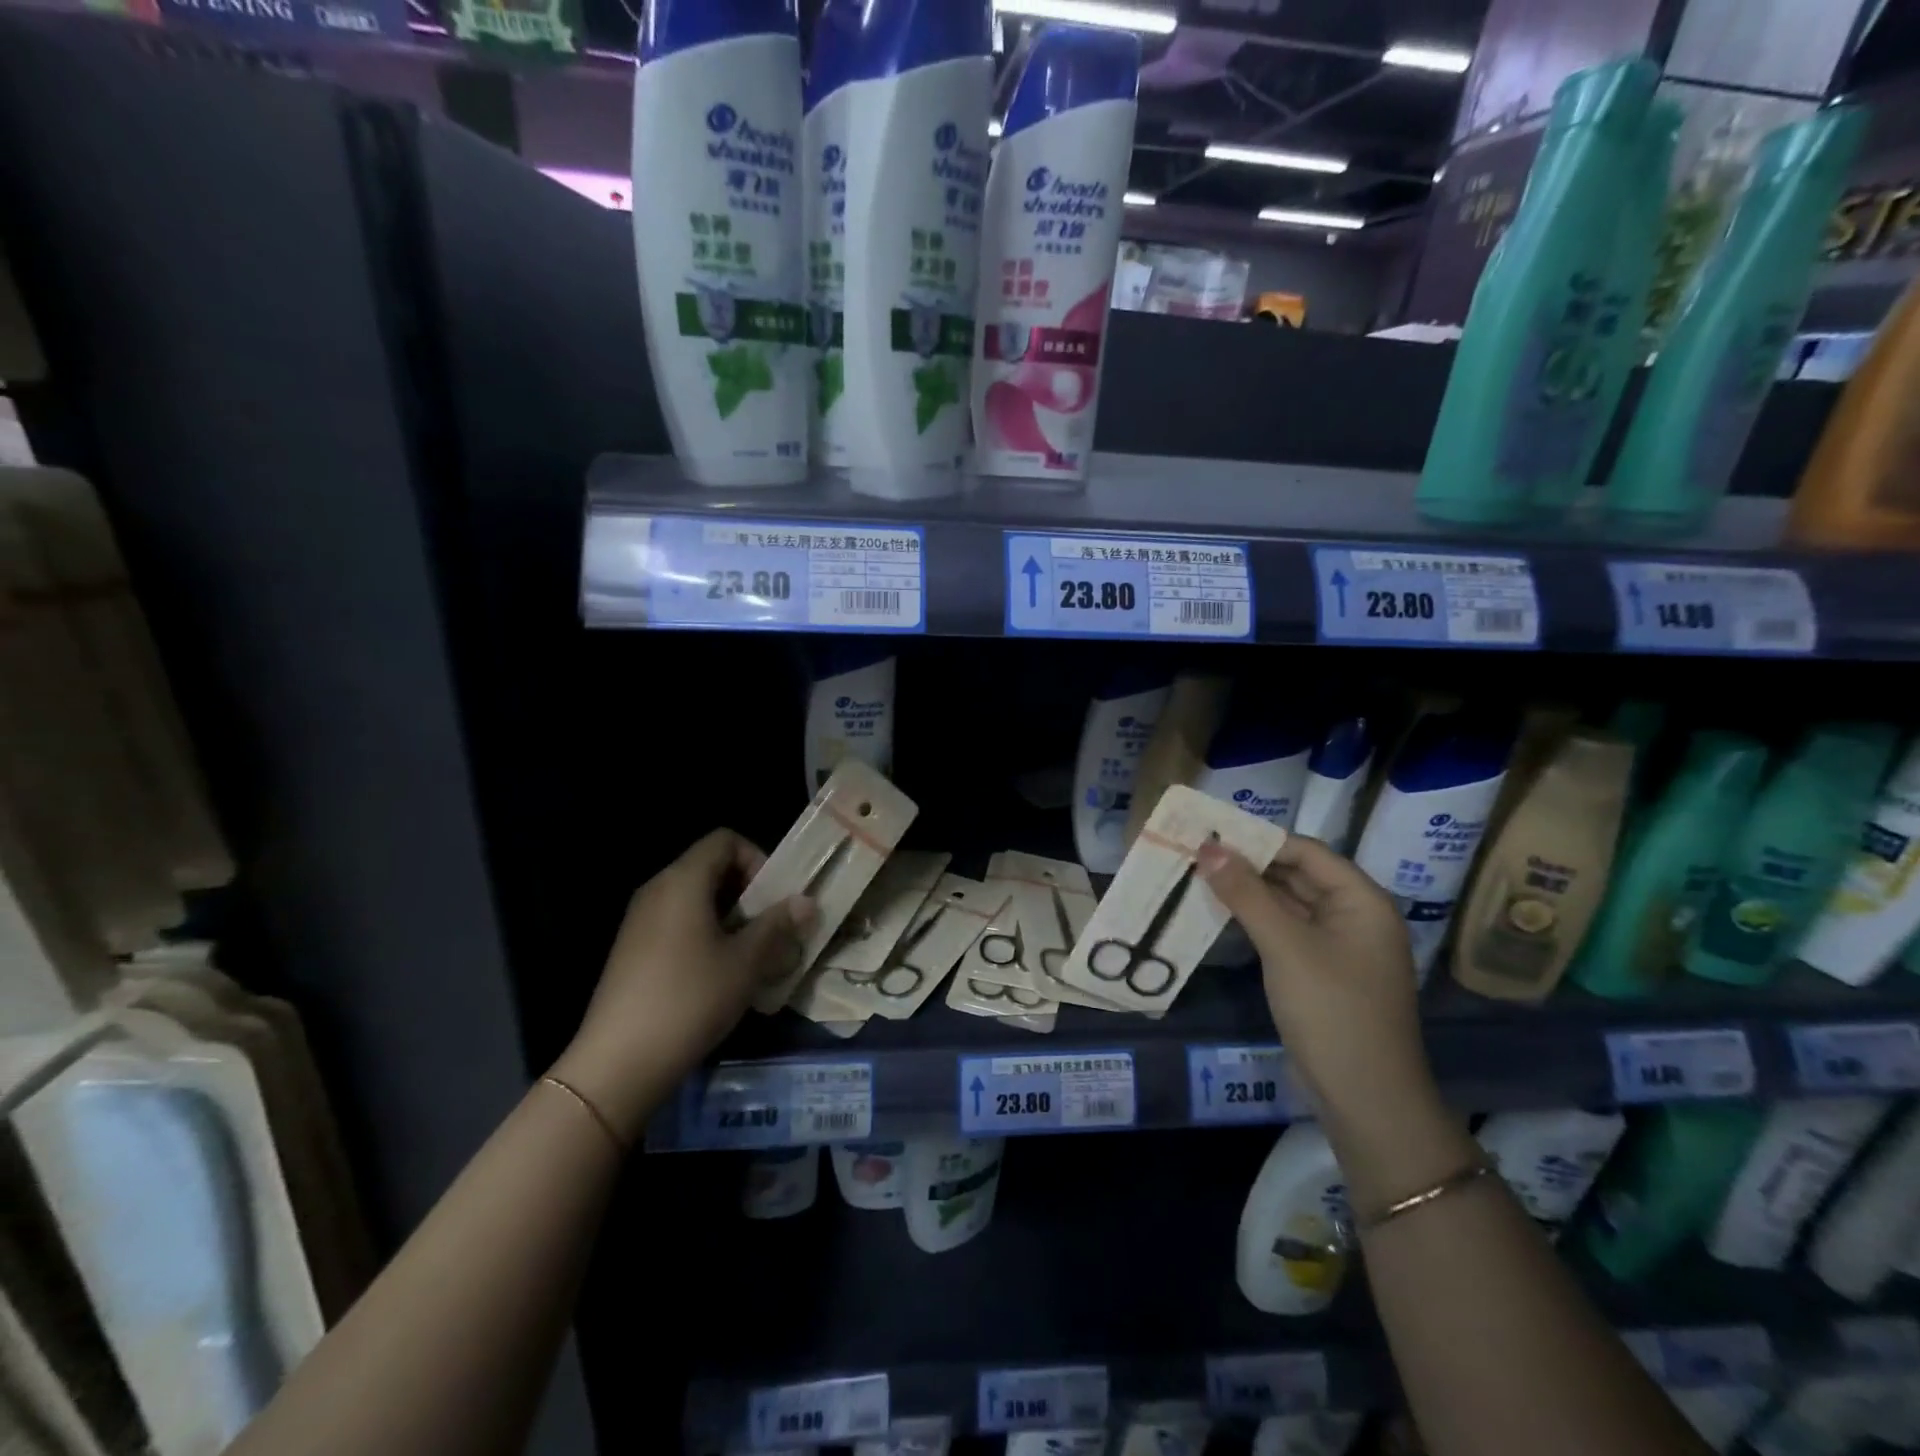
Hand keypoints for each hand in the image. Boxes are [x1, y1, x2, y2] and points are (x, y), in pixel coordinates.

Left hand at [551, 830, 814, 1143]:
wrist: (619, 1062)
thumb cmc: (690, 998)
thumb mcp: (746, 961)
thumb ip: (778, 925)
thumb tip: (808, 901)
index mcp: (683, 880)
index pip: (725, 840)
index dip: (757, 858)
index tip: (773, 898)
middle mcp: (657, 890)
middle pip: (711, 867)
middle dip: (748, 891)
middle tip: (771, 928)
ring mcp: (640, 920)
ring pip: (696, 898)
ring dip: (730, 916)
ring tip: (751, 955)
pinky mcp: (633, 950)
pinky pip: (678, 923)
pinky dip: (705, 934)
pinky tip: (719, 975)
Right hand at [1198, 835, 1434, 1125]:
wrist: (1366, 1100)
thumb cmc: (1332, 1012)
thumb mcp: (1285, 946)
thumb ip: (1246, 894)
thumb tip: (1208, 848)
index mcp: (1361, 900)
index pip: (1305, 851)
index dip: (1258, 840)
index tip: (1210, 833)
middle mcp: (1355, 915)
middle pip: (1297, 874)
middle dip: (1249, 864)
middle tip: (1196, 853)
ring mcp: (1339, 946)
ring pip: (1289, 903)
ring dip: (1249, 892)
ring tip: (1199, 876)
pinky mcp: (1322, 971)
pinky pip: (1286, 931)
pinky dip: (1256, 920)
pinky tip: (1220, 914)